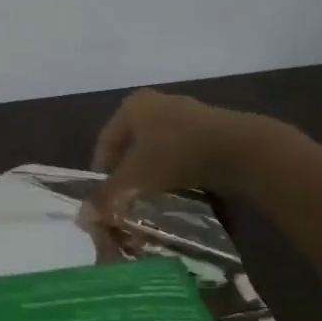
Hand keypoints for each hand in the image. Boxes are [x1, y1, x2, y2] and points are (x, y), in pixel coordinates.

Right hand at [88, 89, 282, 220]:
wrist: (239, 148)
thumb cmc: (175, 153)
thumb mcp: (135, 177)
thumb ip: (108, 195)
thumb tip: (82, 217)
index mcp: (132, 106)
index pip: (105, 141)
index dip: (101, 170)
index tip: (104, 196)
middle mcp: (156, 103)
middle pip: (131, 143)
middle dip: (126, 171)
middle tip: (126, 197)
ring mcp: (185, 113)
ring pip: (156, 147)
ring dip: (151, 170)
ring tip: (151, 195)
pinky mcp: (209, 128)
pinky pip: (181, 150)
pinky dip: (174, 167)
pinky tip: (178, 187)